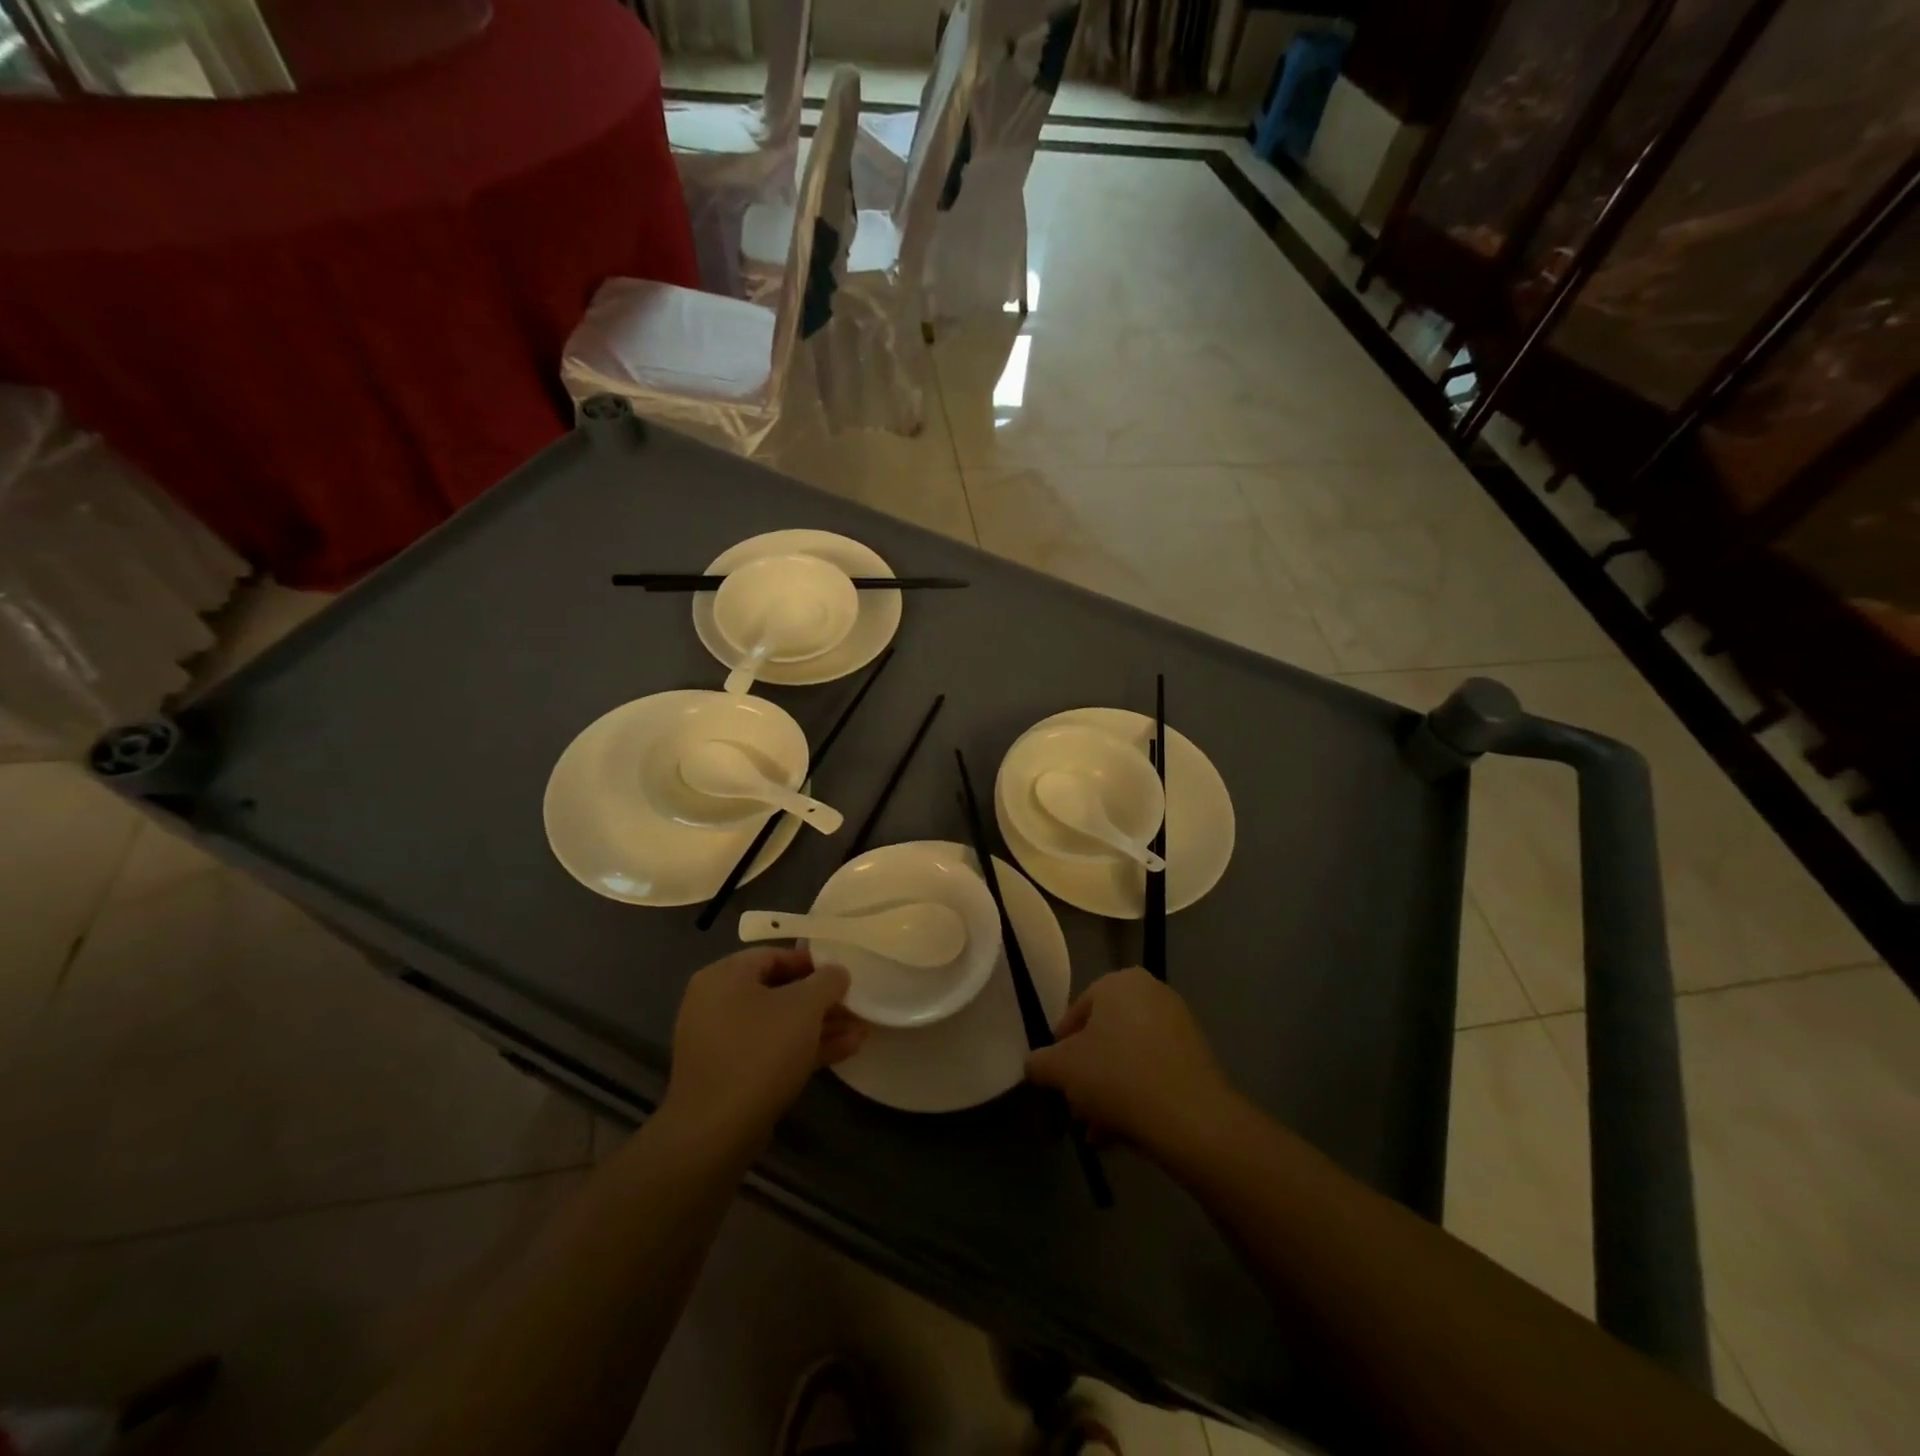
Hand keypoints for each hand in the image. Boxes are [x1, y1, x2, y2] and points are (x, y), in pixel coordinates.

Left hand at [664, 948, 864, 1148]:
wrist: (716, 1131)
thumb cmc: (760, 1051)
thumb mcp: (804, 1007)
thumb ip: (827, 981)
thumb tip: (837, 972)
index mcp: (724, 976)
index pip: (774, 955)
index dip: (813, 963)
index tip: (842, 974)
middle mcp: (715, 1002)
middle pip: (778, 991)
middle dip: (821, 1001)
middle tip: (854, 1006)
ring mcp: (720, 1041)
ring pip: (778, 1024)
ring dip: (819, 1026)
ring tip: (860, 1031)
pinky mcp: (729, 1074)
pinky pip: (770, 1049)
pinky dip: (802, 1048)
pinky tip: (844, 1051)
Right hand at [1025, 968, 1233, 1156]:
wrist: (1190, 1116)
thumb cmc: (1117, 1076)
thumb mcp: (1061, 1069)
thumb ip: (1040, 1063)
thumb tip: (1034, 1065)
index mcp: (1118, 982)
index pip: (1075, 1013)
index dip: (1059, 1050)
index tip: (1056, 1081)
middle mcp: (1151, 992)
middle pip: (1104, 1037)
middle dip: (1086, 1075)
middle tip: (1076, 1108)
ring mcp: (1178, 1024)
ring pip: (1128, 1058)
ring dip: (1108, 1092)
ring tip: (1096, 1131)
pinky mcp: (1197, 1056)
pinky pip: (1154, 1071)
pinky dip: (1136, 1095)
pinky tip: (1121, 1133)